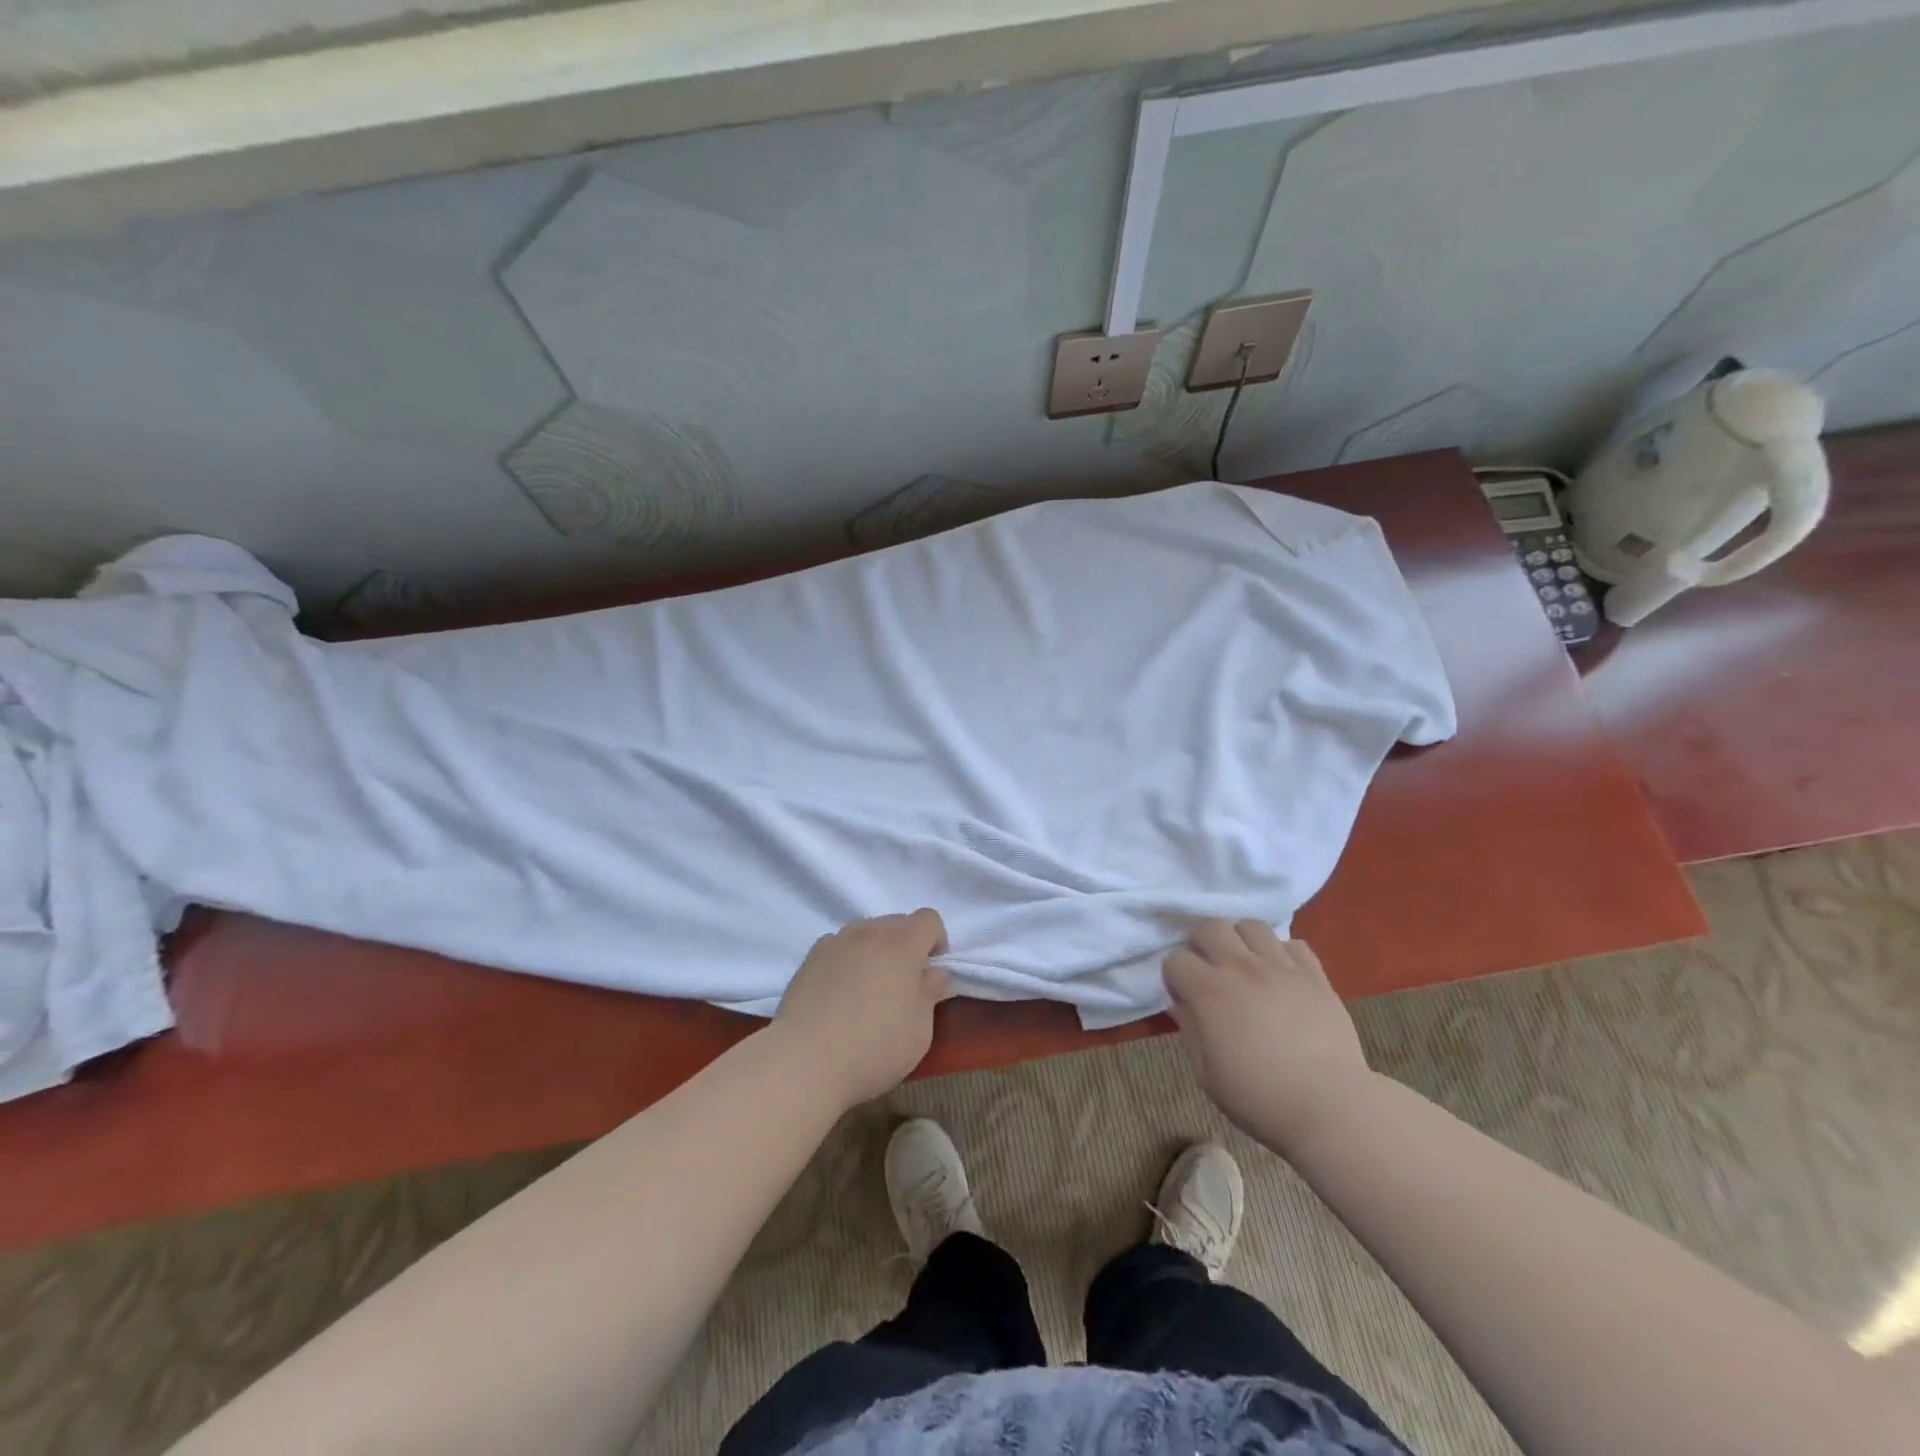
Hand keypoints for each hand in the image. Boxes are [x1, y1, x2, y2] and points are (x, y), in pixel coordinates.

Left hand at [773, 910, 951, 1107]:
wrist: (804, 1061)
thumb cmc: (873, 1047)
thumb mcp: (919, 1030)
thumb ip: (931, 993)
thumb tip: (937, 973)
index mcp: (902, 945)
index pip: (929, 918)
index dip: (936, 940)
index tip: (931, 971)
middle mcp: (869, 933)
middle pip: (897, 921)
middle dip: (907, 944)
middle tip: (903, 983)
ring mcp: (836, 942)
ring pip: (865, 930)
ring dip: (876, 948)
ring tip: (870, 985)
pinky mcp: (810, 958)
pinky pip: (838, 944)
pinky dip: (847, 957)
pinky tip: (841, 989)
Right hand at [1164, 920, 1376, 1152]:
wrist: (1330, 1106)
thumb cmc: (1260, 1098)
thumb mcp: (1207, 1074)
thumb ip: (1190, 1031)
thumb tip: (1180, 1004)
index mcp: (1209, 992)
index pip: (1175, 959)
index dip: (1174, 975)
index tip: (1182, 995)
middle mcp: (1241, 968)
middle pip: (1210, 926)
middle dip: (1201, 942)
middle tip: (1207, 968)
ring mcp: (1281, 967)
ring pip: (1252, 926)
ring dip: (1241, 939)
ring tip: (1245, 963)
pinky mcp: (1315, 975)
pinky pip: (1293, 944)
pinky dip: (1282, 953)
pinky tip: (1281, 975)